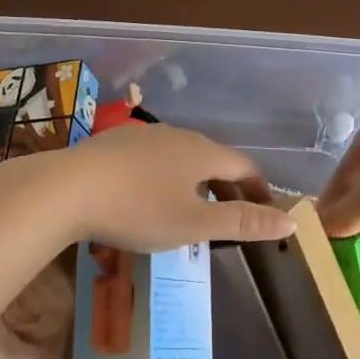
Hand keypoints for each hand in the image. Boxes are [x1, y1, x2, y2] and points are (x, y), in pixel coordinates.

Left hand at [20, 123, 296, 251]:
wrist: (69, 187)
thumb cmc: (138, 208)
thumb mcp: (194, 223)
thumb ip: (242, 221)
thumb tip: (291, 221)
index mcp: (202, 152)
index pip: (244, 166)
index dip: (260, 190)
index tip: (267, 214)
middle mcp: (179, 135)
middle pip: (215, 159)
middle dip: (229, 188)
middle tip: (233, 218)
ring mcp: (146, 135)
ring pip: (184, 157)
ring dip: (198, 182)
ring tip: (194, 210)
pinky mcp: (118, 142)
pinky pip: (157, 158)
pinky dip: (169, 177)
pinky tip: (152, 196)